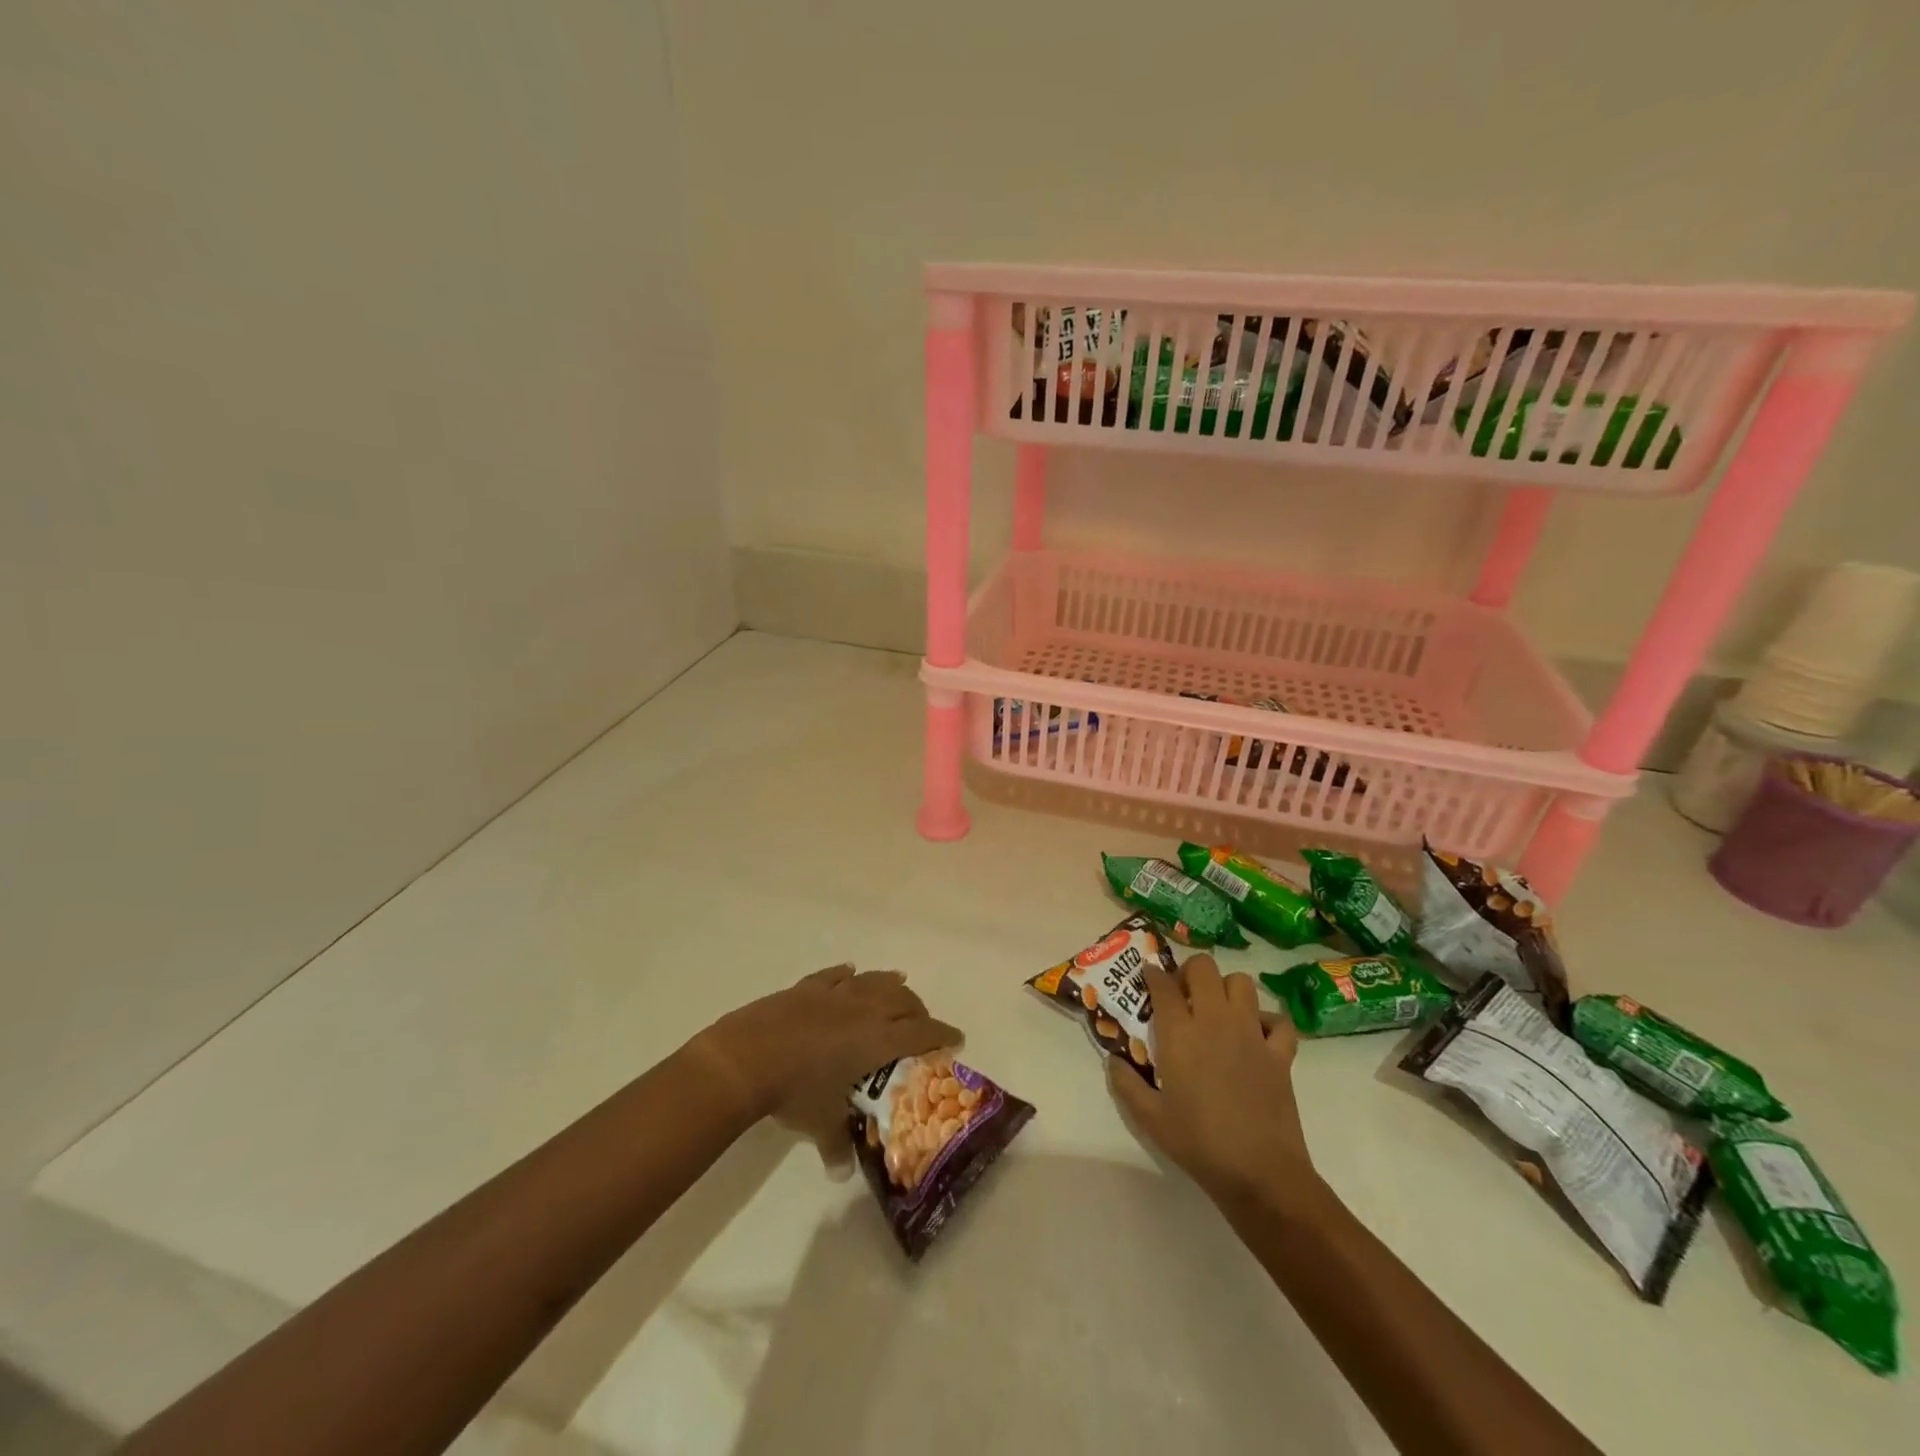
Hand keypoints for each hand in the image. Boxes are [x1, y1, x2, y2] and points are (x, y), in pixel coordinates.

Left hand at [690, 965, 960, 1166]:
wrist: (746, 1058)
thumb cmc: (795, 1091)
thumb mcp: (820, 1123)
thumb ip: (836, 1147)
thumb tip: (840, 1174)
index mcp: (877, 1038)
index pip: (922, 1031)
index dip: (942, 1034)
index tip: (956, 1038)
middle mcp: (864, 1009)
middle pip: (903, 1000)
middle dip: (918, 1010)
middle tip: (921, 1023)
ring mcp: (834, 994)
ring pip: (873, 980)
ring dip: (890, 984)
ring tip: (899, 986)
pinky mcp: (807, 988)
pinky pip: (835, 975)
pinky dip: (847, 974)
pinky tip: (851, 973)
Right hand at [1107, 953, 1314, 1206]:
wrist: (1260, 1172)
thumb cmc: (1199, 1143)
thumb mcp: (1149, 1118)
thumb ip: (1125, 1083)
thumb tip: (1113, 1060)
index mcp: (1180, 1033)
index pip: (1163, 984)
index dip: (1153, 974)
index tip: (1148, 975)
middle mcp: (1215, 1021)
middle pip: (1203, 968)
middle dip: (1189, 971)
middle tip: (1183, 993)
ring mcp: (1251, 1033)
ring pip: (1242, 982)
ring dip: (1227, 988)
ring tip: (1219, 1009)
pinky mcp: (1280, 1053)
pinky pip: (1279, 1021)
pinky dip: (1269, 1021)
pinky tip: (1257, 1036)